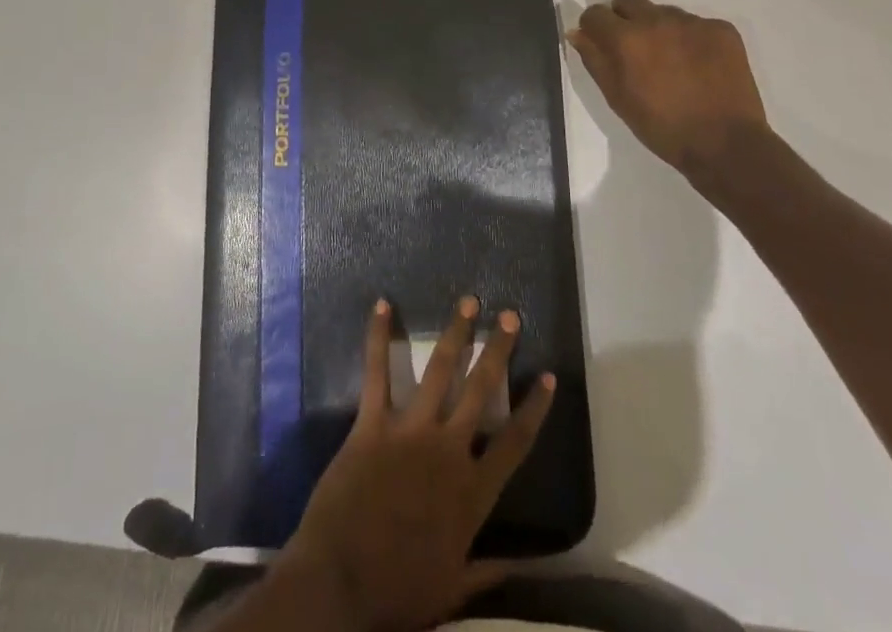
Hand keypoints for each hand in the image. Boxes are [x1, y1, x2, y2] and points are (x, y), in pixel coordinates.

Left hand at [277, 296, 554, 631]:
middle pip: (481, 390)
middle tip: (509, 316)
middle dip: (497, 350)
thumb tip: (525, 566)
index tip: (548, 376)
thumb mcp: (453, 589)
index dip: (535, 408)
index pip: (515, 442)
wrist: (342, 582)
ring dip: (455, 333)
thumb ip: (488, 572)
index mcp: (472, 492)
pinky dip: (377, 336)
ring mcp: (410, 431)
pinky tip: (382, 304)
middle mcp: (448, 451)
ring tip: (468, 301)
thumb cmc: (398, 591)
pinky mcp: (372, 423)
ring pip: (439, 370)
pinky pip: (376, 372)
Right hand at [567, 0, 769, 177]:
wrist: (726, 144)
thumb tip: (577, 33)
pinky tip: (698, 65)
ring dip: (658, 28)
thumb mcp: (617, 98)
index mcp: (626, 38)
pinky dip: (690, 39)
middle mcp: (656, 20)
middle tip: (633, 48)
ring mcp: (692, 22)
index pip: (595, 13)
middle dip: (622, 17)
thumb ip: (594, 60)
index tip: (599, 43)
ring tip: (670, 61)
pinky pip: (695, 23)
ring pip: (662, 11)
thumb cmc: (662, 127)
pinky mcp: (722, 29)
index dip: (593, 28)